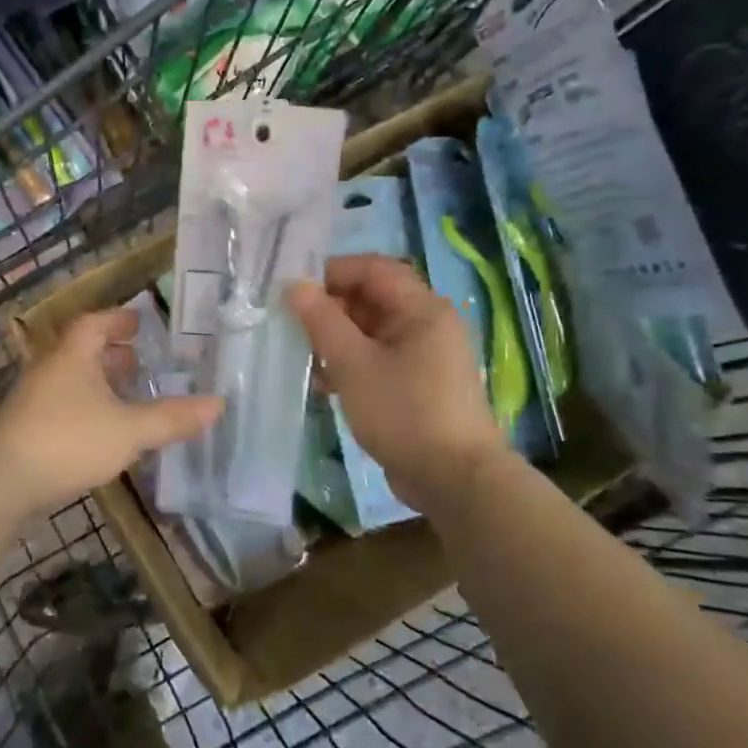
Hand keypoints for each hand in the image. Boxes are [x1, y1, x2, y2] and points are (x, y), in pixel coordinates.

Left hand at [0, 308, 222, 512]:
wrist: (0, 482)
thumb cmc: (67, 441)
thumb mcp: (129, 430)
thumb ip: (172, 418)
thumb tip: (219, 403)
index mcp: (72, 356)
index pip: (95, 323)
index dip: (118, 320)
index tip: (140, 322)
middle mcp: (50, 370)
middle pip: (81, 350)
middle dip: (111, 353)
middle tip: (140, 360)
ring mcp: (34, 399)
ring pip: (72, 379)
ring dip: (99, 382)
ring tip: (127, 395)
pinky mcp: (27, 428)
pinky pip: (64, 404)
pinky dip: (87, 406)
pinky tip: (103, 430)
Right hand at [288, 256, 509, 513]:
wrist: (454, 480)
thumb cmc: (404, 412)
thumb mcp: (353, 364)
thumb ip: (322, 321)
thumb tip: (296, 286)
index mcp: (422, 309)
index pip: (373, 268)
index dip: (332, 273)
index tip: (295, 292)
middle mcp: (428, 324)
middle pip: (372, 298)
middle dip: (330, 310)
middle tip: (293, 328)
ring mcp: (426, 356)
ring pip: (372, 331)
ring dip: (336, 340)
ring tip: (304, 360)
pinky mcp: (419, 384)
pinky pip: (379, 358)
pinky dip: (352, 364)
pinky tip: (324, 385)